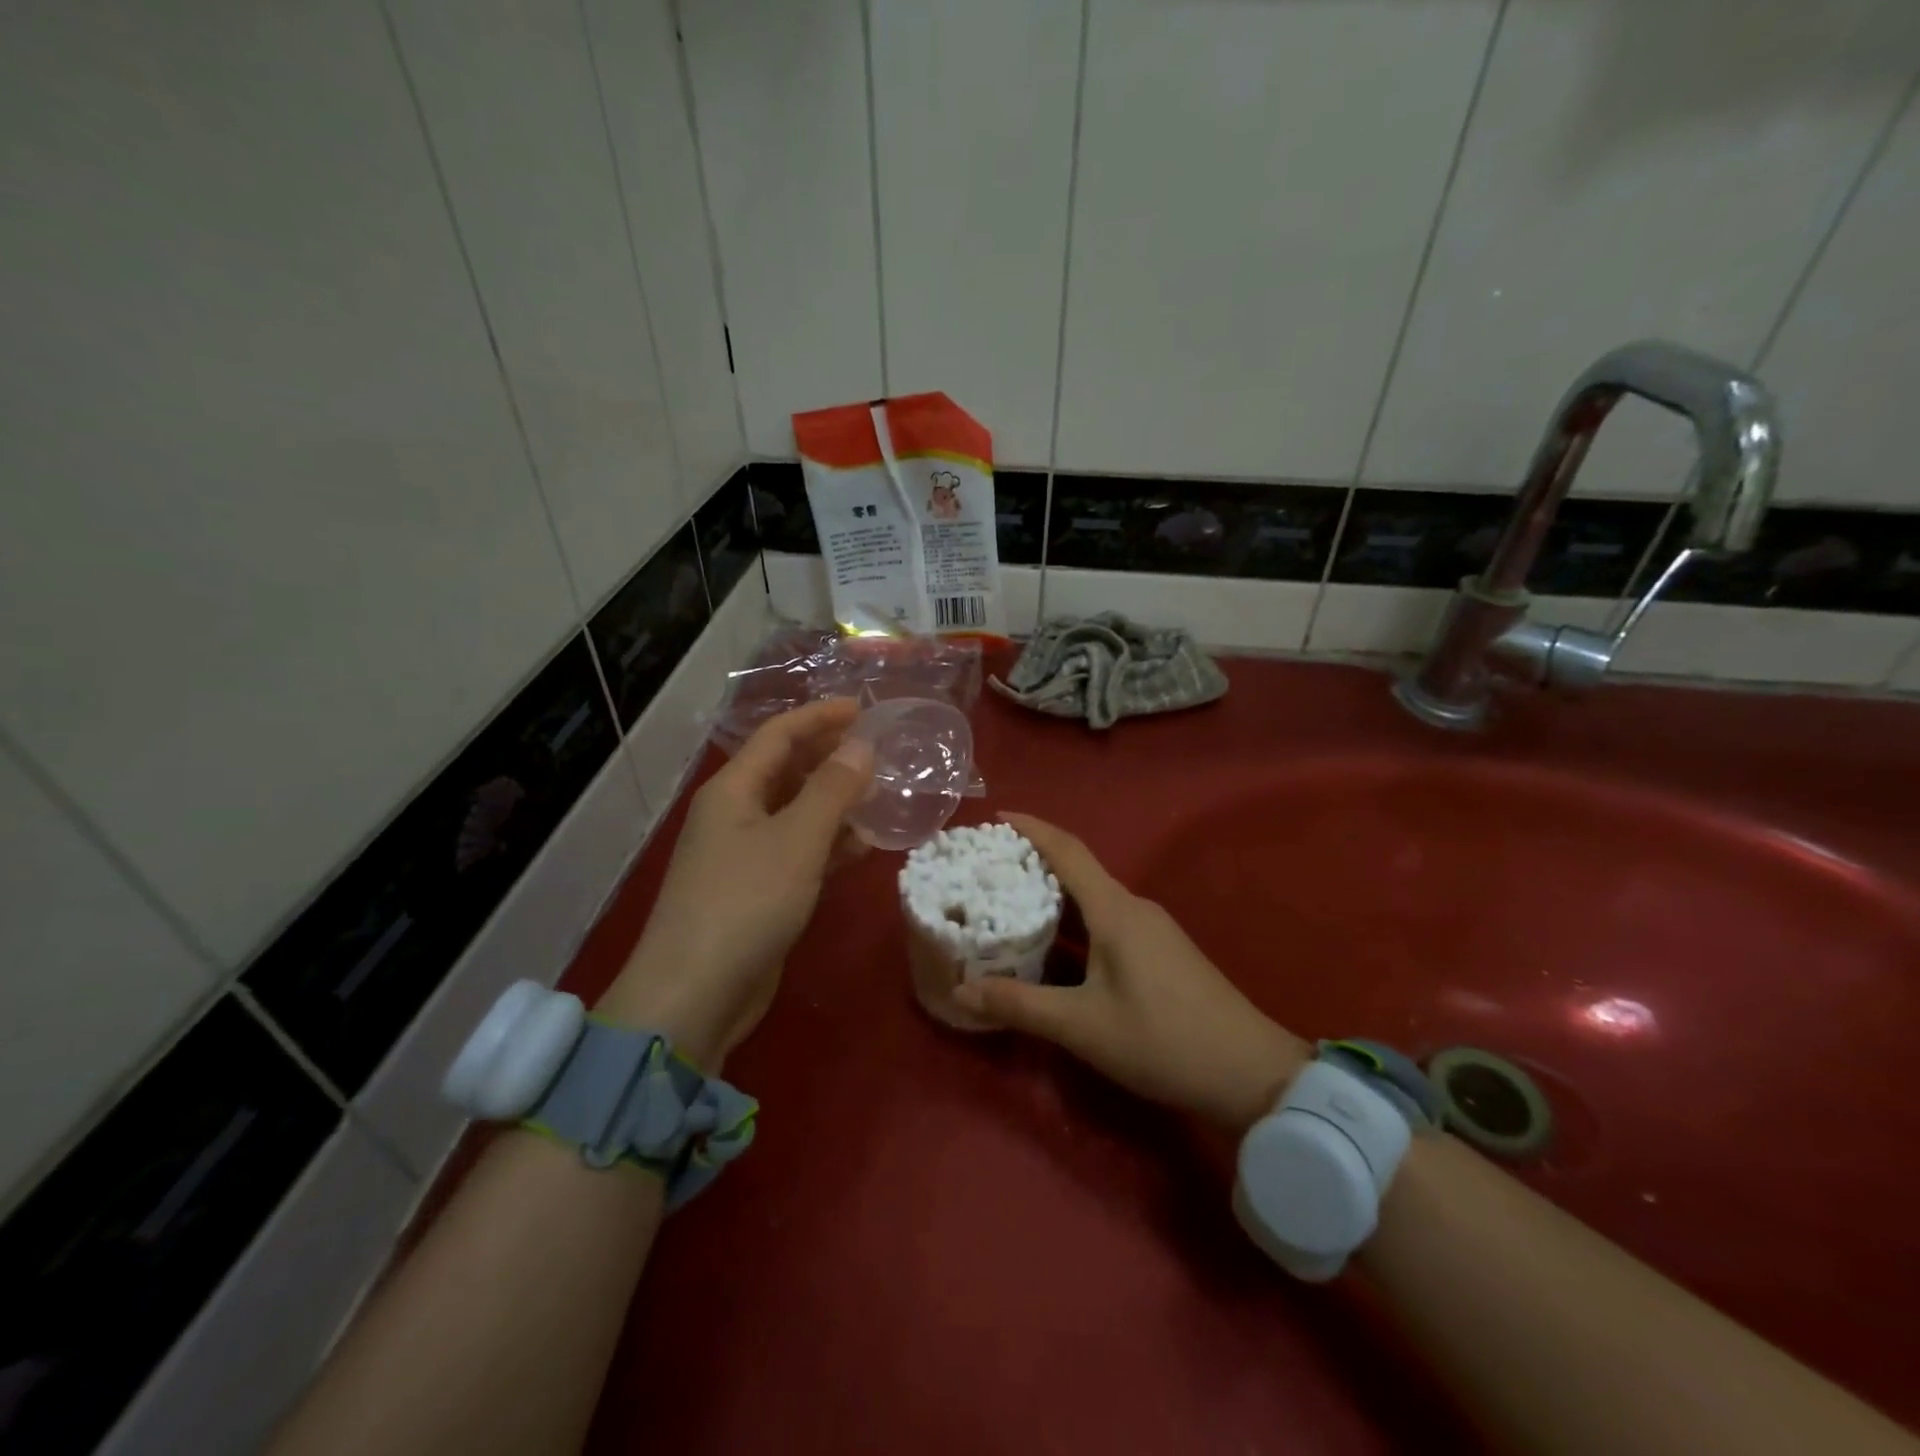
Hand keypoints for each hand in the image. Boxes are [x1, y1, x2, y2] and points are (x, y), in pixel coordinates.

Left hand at [597, 699, 873, 1068]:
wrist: (695, 995)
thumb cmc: (745, 903)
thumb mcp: (797, 840)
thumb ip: (832, 790)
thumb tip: (861, 746)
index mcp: (733, 790)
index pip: (778, 735)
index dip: (820, 717)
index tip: (864, 708)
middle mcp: (735, 814)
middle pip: (786, 770)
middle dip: (830, 757)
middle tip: (879, 751)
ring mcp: (743, 855)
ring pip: (795, 812)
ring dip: (835, 802)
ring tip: (881, 795)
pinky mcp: (756, 891)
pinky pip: (798, 851)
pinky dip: (828, 844)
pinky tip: (862, 847)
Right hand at [953, 814, 1308, 1133]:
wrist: (1250, 1073)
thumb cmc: (1163, 1040)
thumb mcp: (1083, 1026)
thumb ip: (1021, 1005)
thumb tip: (962, 990)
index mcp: (1115, 910)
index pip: (1067, 851)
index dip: (1032, 829)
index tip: (997, 817)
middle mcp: (1134, 908)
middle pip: (1078, 872)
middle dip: (1034, 866)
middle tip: (989, 871)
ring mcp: (1152, 930)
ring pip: (1093, 900)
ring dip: (1054, 898)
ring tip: (1010, 907)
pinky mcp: (1161, 953)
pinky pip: (1108, 922)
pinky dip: (1075, 924)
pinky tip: (1055, 949)